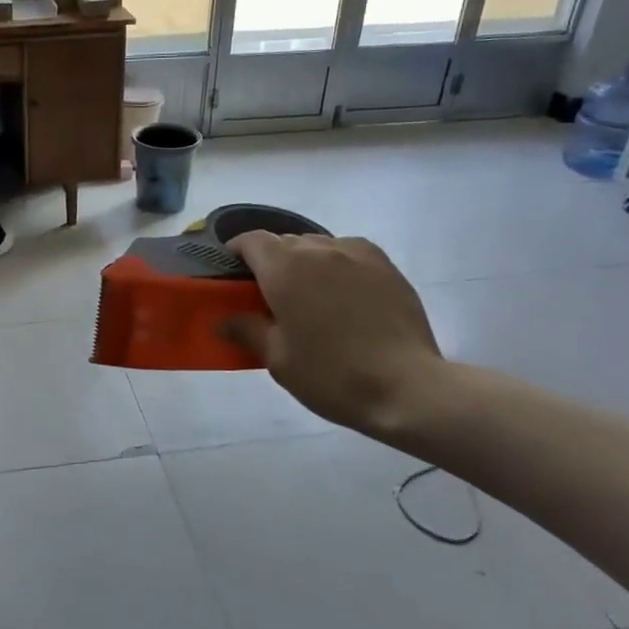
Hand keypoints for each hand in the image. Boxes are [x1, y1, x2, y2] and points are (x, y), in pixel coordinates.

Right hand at [220, 232, 443, 438]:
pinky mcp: (386, 265)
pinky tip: (342, 291)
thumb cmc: (330, 374)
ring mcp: (356, 254)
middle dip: (271, 260)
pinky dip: (337, 263)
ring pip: (318, 245)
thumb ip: (247, 330)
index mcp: (284, 268)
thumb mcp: (278, 359)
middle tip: (270, 293)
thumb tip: (223, 320)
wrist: (405, 387)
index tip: (233, 271)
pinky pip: (349, 252)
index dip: (238, 251)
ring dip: (305, 261)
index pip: (252, 241)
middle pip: (285, 242)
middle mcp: (318, 250)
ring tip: (310, 293)